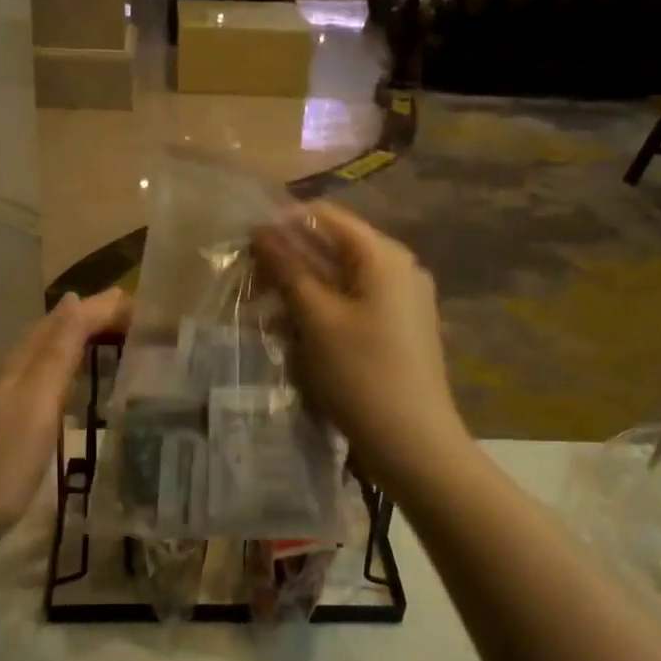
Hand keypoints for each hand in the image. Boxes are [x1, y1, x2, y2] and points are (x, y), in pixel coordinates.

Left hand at [0, 289, 130, 532]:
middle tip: (137, 323)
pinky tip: (79, 389)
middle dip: (94, 320)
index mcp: (20, 362)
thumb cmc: (3, 461)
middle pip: (56, 333)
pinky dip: (70, 373)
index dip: (101, 308)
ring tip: (117, 346)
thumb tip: (74, 298)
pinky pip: (46, 382)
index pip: (66, 319)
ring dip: (82, 344)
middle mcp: (12, 372)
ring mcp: (7, 399)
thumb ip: (57, 351)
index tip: (142, 308)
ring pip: (49, 357)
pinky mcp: (8, 425)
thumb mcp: (36, 400)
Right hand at [251, 202, 469, 485]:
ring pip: (342, 277)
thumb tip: (262, 231)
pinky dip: (324, 308)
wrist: (413, 444)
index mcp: (384, 255)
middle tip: (251, 282)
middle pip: (335, 246)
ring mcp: (404, 299)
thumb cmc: (361, 374)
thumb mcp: (316, 319)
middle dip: (291, 259)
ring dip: (303, 287)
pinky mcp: (400, 327)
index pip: (327, 216)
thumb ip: (289, 269)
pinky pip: (355, 302)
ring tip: (267, 311)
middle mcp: (400, 267)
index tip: (247, 242)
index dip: (284, 222)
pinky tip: (297, 331)